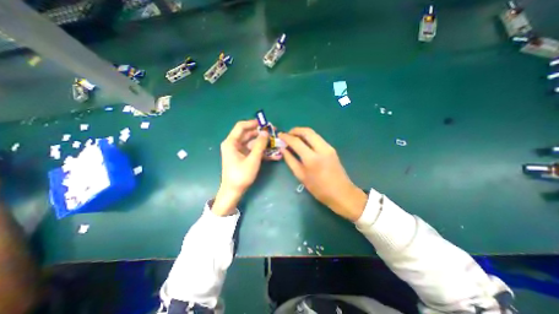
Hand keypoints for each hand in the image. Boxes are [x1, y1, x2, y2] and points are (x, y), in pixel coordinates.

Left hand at [213, 118, 270, 215]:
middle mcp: (234, 144)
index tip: (265, 123)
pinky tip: (275, 155)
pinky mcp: (244, 157)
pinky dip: (263, 152)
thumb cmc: (241, 175)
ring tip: (277, 143)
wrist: (234, 191)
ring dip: (265, 144)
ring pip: (253, 143)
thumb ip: (260, 145)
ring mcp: (239, 151)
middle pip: (249, 134)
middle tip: (274, 132)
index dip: (253, 123)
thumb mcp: (253, 159)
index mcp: (231, 142)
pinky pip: (254, 151)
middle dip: (262, 134)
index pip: (241, 126)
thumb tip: (266, 132)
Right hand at [278, 126, 367, 220]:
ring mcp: (328, 147)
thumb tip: (283, 149)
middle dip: (295, 130)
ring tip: (293, 138)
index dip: (286, 137)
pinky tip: (303, 143)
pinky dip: (309, 137)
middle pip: (307, 132)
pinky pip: (318, 138)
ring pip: (313, 133)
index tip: (280, 135)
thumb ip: (291, 161)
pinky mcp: (332, 149)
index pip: (296, 142)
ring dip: (302, 133)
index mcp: (312, 158)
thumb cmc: (319, 188)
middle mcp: (321, 149)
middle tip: (287, 134)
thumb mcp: (301, 176)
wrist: (341, 193)